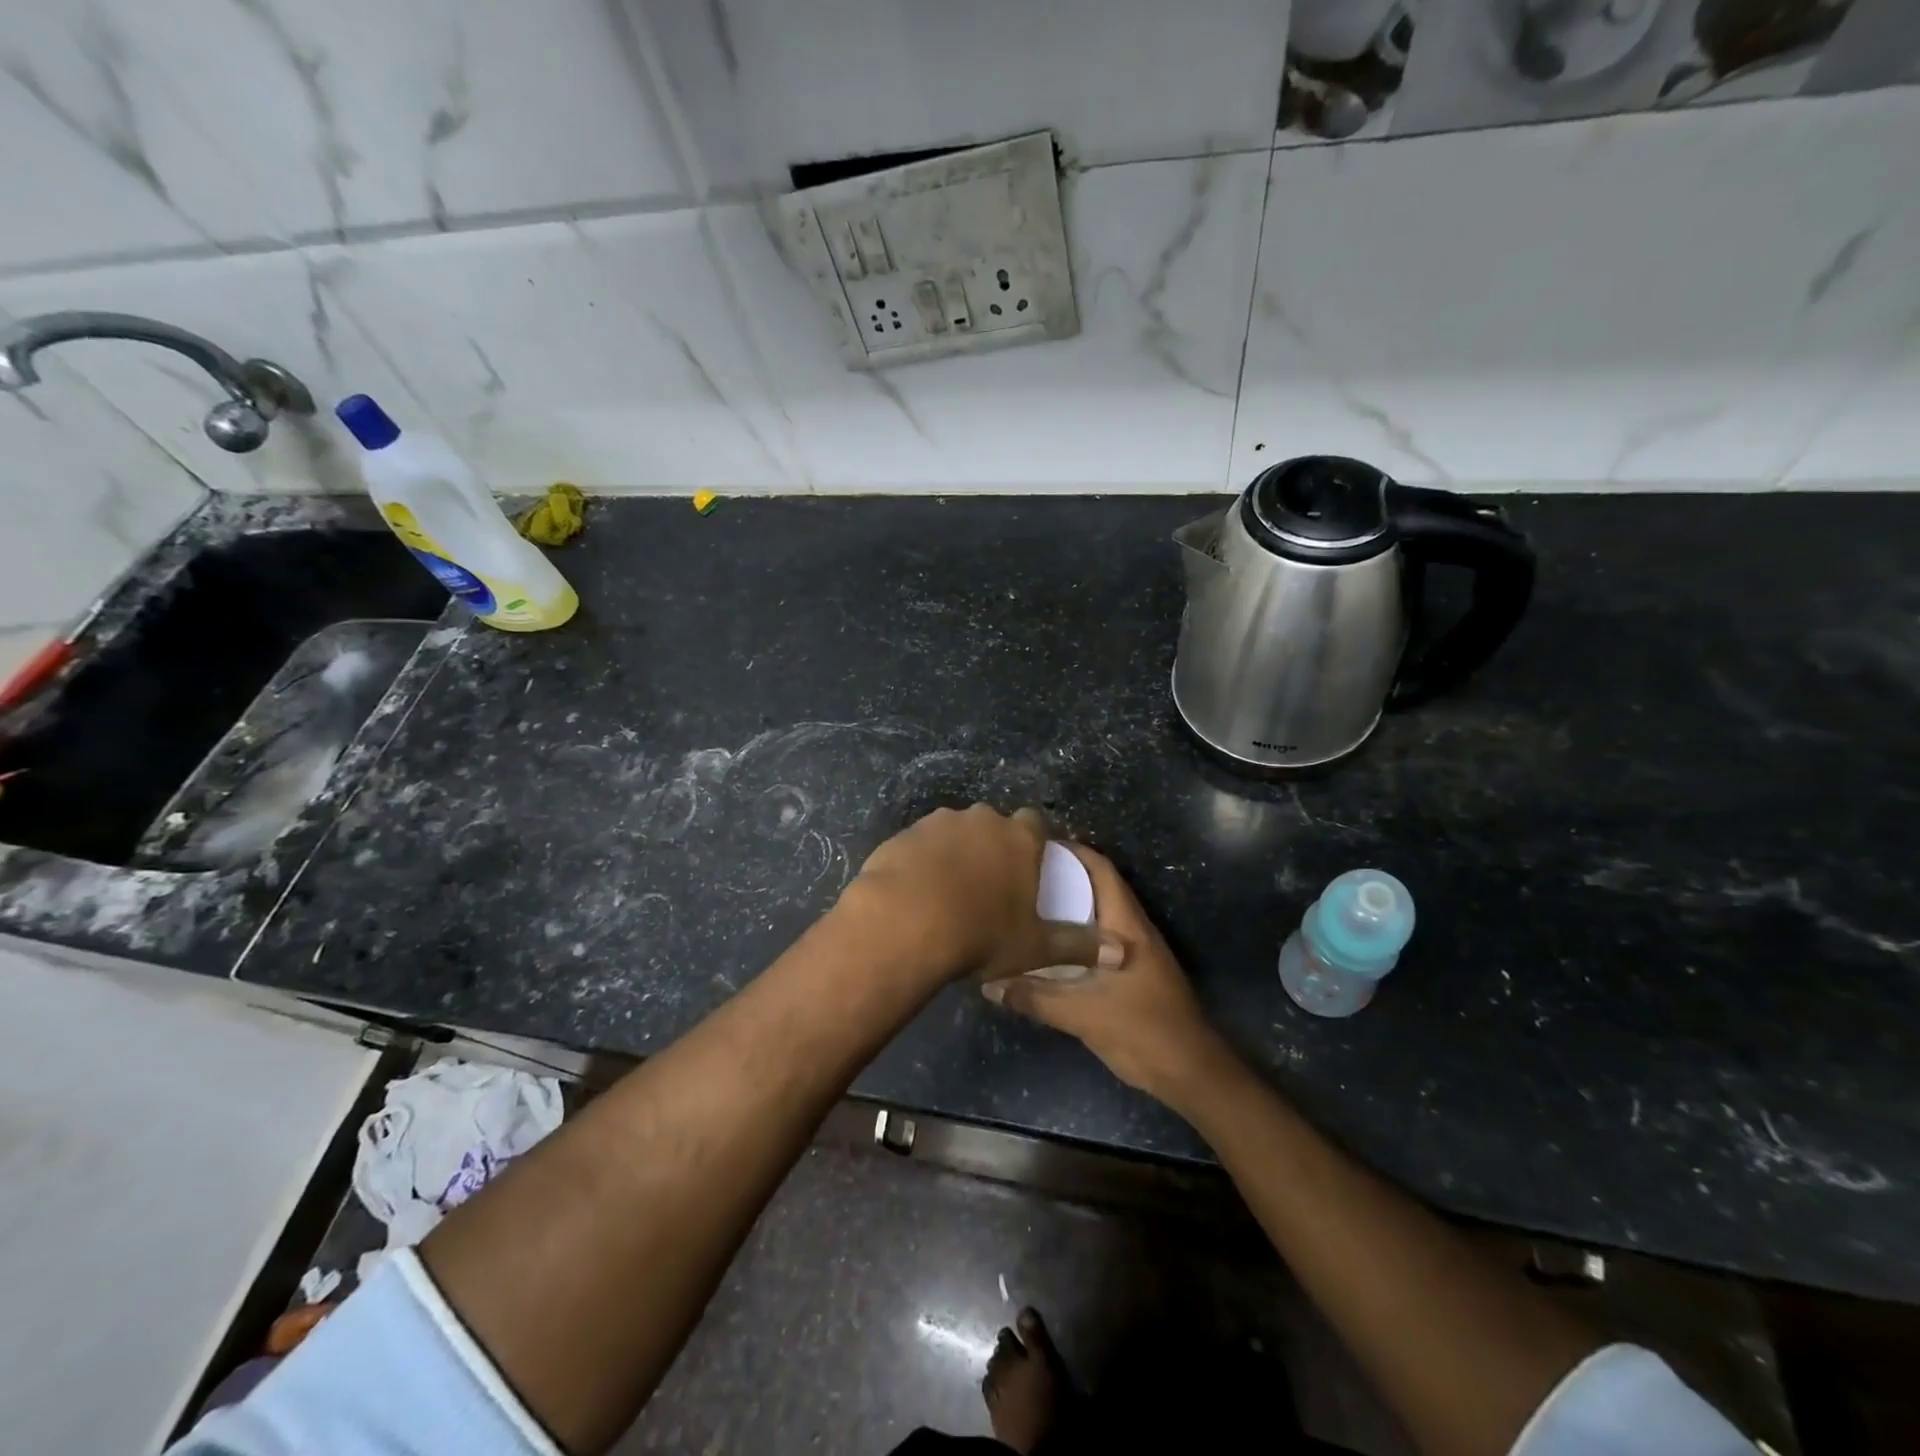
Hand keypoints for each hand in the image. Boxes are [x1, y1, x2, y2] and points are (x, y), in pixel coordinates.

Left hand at [845, 805, 1124, 986]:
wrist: (906, 923)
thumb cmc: (980, 933)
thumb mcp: (1034, 947)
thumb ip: (1079, 946)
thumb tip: (1123, 954)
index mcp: (1019, 837)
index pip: (1036, 823)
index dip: (1034, 842)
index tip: (1029, 866)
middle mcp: (981, 819)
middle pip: (994, 825)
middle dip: (993, 846)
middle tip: (989, 883)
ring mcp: (939, 822)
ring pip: (955, 831)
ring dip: (956, 851)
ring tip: (949, 890)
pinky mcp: (905, 833)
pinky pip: (921, 843)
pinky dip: (923, 860)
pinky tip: (918, 890)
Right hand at [981, 844, 1232, 1104]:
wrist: (1192, 1072)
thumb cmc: (1142, 1031)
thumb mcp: (1082, 1014)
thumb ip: (1035, 997)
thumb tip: (989, 983)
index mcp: (1126, 925)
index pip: (1100, 870)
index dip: (1072, 851)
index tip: (1035, 846)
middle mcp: (1133, 929)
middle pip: (1098, 887)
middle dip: (1063, 876)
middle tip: (1022, 874)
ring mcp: (1137, 951)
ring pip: (1099, 914)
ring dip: (1070, 905)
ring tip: (1028, 904)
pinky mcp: (1135, 971)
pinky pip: (1100, 938)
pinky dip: (1076, 933)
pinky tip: (1050, 946)